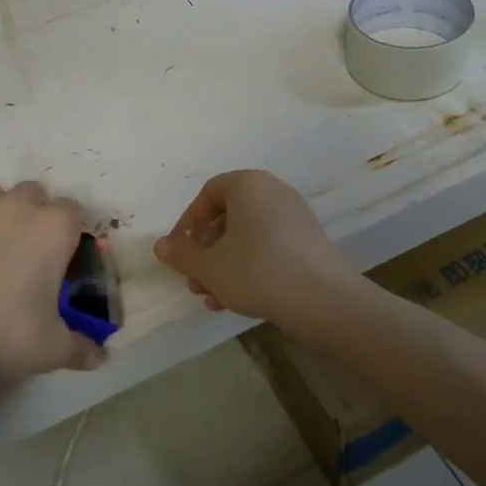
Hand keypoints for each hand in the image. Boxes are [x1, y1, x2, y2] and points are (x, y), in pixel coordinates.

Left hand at [0, 161, 103, 390]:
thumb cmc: (9, 336)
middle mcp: (16, 208)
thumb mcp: (54, 348)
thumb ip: (81, 346)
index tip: (63, 252)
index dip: (69, 229)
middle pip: (32, 193)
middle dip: (32, 212)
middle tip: (25, 247)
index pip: (72, 211)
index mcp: (54, 230)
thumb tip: (100, 357)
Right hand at [153, 170, 358, 330]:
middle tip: (194, 281)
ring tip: (212, 297)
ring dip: (223, 265)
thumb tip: (162, 245)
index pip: (208, 193)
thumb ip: (181, 253)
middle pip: (227, 216)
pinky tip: (237, 300)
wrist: (323, 300)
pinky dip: (249, 267)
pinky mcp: (308, 242)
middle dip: (205, 251)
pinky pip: (268, 247)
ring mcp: (295, 217)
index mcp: (249, 185)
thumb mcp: (209, 266)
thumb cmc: (258, 272)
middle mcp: (274, 192)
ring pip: (246, 237)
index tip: (180, 252)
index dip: (188, 222)